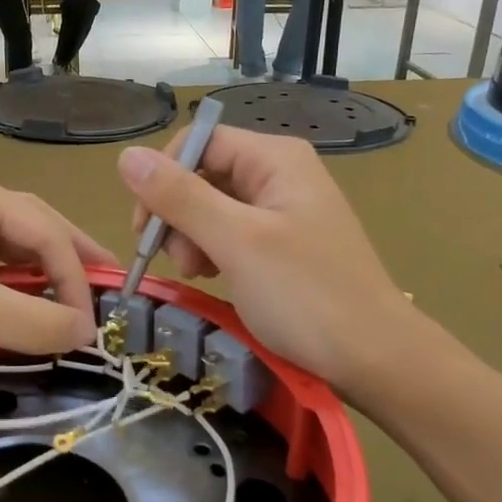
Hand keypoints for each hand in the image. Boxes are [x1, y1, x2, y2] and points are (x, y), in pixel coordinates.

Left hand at [0, 166, 114, 369]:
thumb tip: (87, 332)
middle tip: (108, 284)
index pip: (46, 231)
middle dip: (71, 257)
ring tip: (75, 290)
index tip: (91, 325)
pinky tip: (21, 297)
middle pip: (32, 225)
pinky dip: (9, 281)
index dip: (76, 276)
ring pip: (7, 243)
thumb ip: (34, 320)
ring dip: (41, 269)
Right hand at [116, 129, 409, 389]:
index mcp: (275, 158)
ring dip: (192, 237)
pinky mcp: (284, 241)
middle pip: (203, 173)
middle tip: (179, 262)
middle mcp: (280, 173)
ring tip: (199, 274)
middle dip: (178, 214)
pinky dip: (213, 251)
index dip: (163, 178)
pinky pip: (231, 231)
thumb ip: (180, 197)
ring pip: (212, 205)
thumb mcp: (236, 242)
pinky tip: (214, 277)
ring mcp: (284, 208)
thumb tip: (126, 155)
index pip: (198, 142)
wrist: (375, 358)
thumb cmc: (306, 295)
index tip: (145, 229)